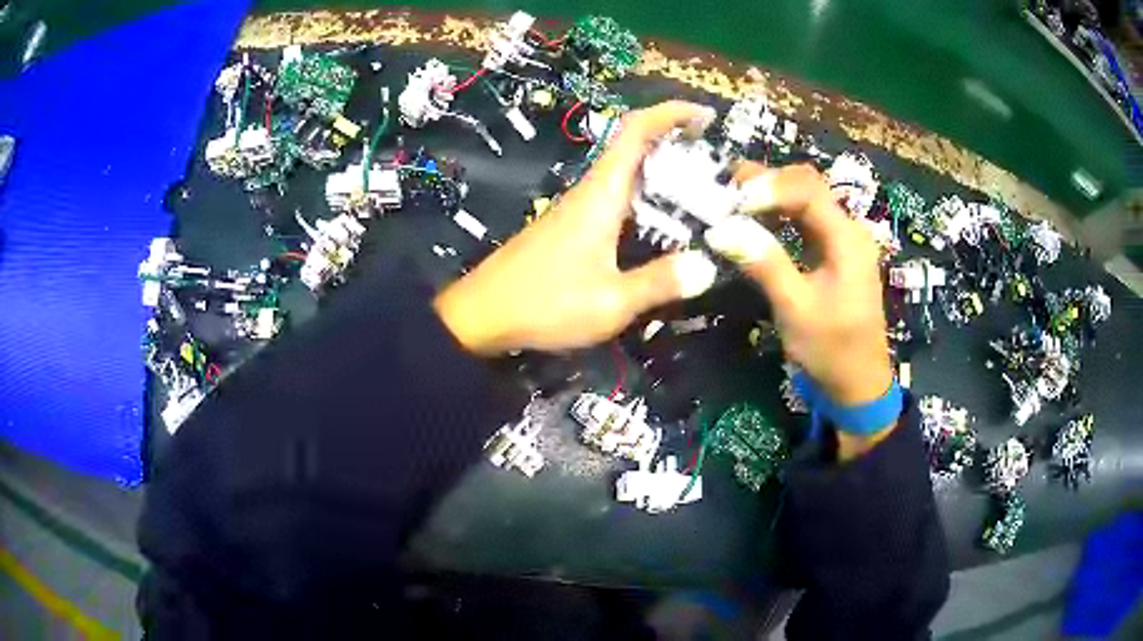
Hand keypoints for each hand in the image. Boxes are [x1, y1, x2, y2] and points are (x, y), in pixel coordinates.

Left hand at [434, 101, 719, 354]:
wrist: (481, 316)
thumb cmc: (544, 304)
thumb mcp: (610, 302)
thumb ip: (659, 283)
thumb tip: (707, 267)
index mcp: (600, 195)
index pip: (635, 132)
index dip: (670, 114)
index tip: (705, 115)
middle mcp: (588, 192)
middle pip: (633, 146)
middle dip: (675, 141)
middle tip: (717, 160)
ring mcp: (576, 209)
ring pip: (624, 173)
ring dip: (662, 170)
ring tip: (703, 190)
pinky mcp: (569, 227)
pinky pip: (614, 197)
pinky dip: (645, 197)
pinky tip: (662, 223)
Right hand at [705, 164, 895, 456]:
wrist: (858, 385)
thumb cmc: (831, 351)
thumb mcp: (796, 310)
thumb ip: (765, 264)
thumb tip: (721, 229)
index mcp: (847, 240)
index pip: (807, 191)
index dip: (768, 187)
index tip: (731, 201)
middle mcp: (848, 230)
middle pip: (808, 185)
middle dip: (767, 180)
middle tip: (725, 187)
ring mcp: (842, 240)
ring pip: (805, 198)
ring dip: (771, 194)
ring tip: (732, 198)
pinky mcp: (833, 253)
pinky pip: (805, 219)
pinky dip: (778, 213)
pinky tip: (755, 218)